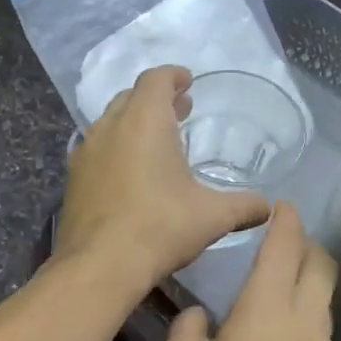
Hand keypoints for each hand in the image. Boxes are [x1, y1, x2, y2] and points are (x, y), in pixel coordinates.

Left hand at [58, 66, 269, 291]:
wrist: (100, 264)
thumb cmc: (160, 227)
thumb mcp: (212, 216)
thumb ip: (243, 206)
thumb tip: (267, 208)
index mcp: (145, 121)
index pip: (156, 79)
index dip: (173, 76)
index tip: (187, 83)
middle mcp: (111, 127)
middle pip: (131, 97)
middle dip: (155, 99)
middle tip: (178, 112)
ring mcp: (86, 152)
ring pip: (110, 123)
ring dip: (133, 124)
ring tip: (156, 142)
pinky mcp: (73, 178)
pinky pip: (96, 150)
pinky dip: (115, 149)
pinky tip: (129, 174)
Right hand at [161, 203, 337, 340]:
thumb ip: (186, 330)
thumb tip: (198, 317)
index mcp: (269, 302)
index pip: (286, 245)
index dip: (286, 220)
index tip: (283, 206)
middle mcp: (304, 316)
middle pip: (321, 265)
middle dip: (308, 245)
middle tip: (285, 241)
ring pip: (323, 299)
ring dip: (308, 282)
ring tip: (281, 286)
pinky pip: (319, 330)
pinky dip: (305, 316)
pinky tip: (280, 337)